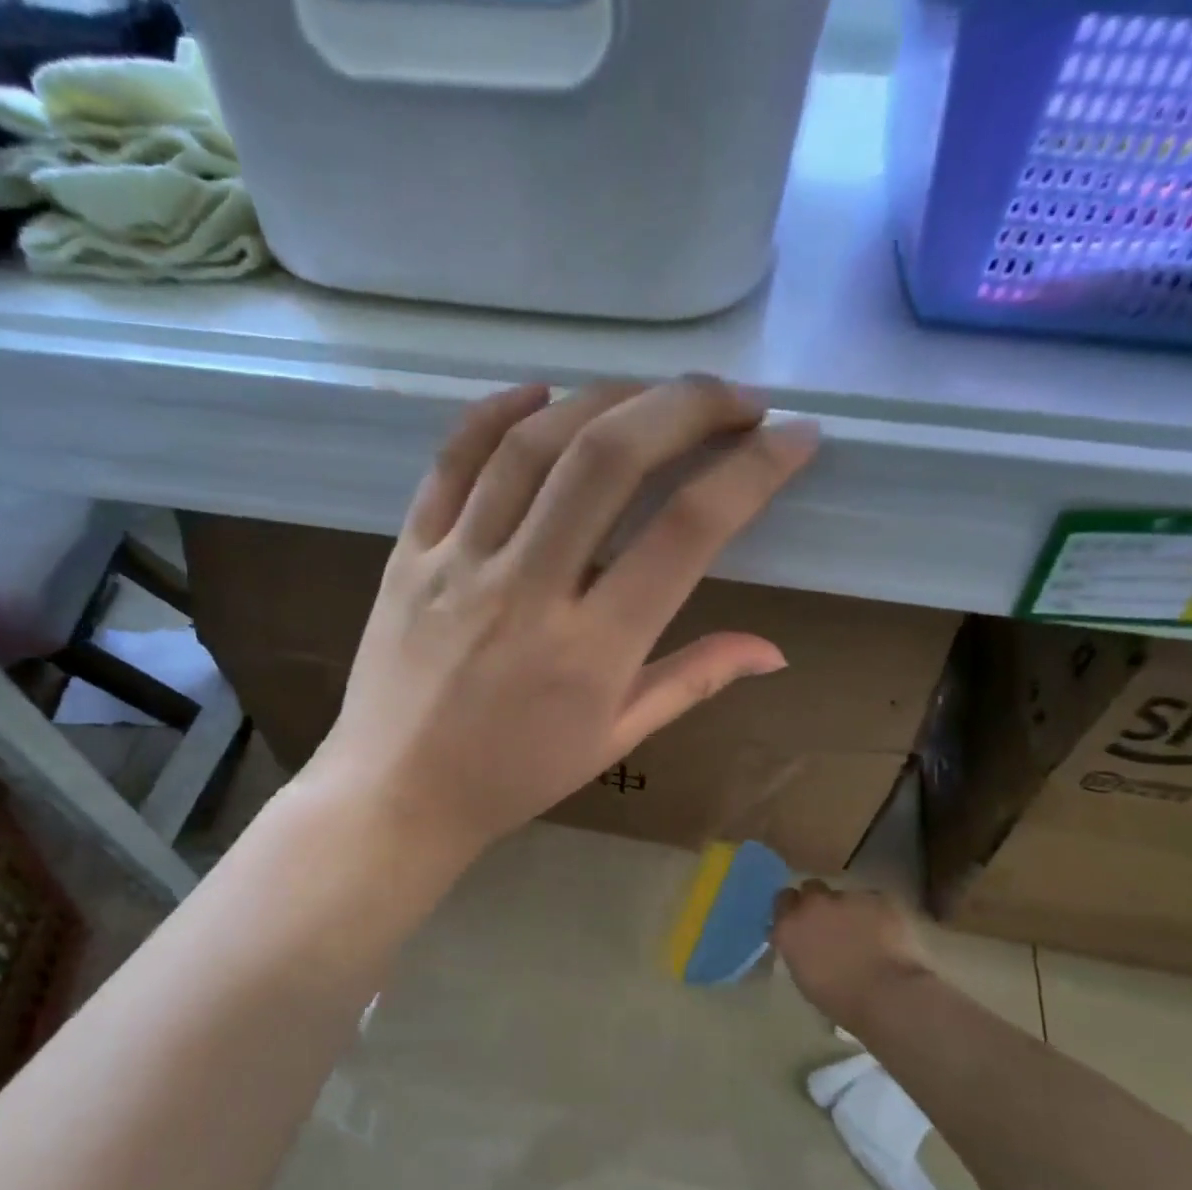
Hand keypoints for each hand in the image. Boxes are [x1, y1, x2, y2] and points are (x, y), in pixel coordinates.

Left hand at [308, 377, 820, 855]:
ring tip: (652, 395)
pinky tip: (541, 392)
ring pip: (533, 446)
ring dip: (605, 398)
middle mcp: (527, 590)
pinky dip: (496, 413)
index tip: (795, 437)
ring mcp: (459, 564)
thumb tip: (774, 648)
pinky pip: (451, 463)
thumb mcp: (613, 740)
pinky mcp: (408, 553)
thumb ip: (692, 681)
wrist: (397, 795)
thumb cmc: (513, 777)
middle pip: (609, 460)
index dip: (752, 471)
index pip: (686, 532)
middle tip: (735, 398)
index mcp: (590, 650)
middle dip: (685, 406)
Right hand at [772, 883, 930, 1033]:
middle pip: (811, 888)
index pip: (783, 900)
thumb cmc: (841, 999)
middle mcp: (814, 904)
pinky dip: (877, 915)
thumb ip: (798, 949)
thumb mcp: (804, 976)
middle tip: (831, 923)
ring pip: (846, 896)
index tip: (801, 920)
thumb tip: (803, 941)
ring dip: (850, 910)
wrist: (888, 995)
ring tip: (866, 934)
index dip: (793, 908)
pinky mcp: (880, 898)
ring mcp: (848, 897)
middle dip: (819, 901)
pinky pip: (875, 901)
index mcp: (790, 926)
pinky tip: (887, 934)